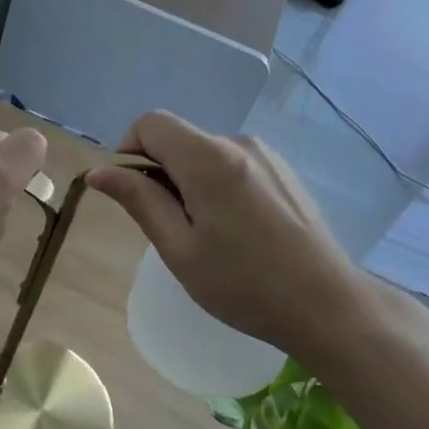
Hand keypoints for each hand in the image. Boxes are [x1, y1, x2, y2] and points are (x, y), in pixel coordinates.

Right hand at [88, 112, 360, 359]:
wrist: (329, 306)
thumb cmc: (245, 284)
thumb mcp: (180, 249)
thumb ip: (139, 201)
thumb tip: (99, 171)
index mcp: (208, 158)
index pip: (150, 123)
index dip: (129, 150)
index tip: (134, 195)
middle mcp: (237, 142)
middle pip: (178, 137)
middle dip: (160, 172)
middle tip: (172, 227)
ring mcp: (265, 154)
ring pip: (204, 152)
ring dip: (189, 180)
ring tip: (208, 234)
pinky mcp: (282, 170)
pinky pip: (231, 163)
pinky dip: (216, 184)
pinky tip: (236, 229)